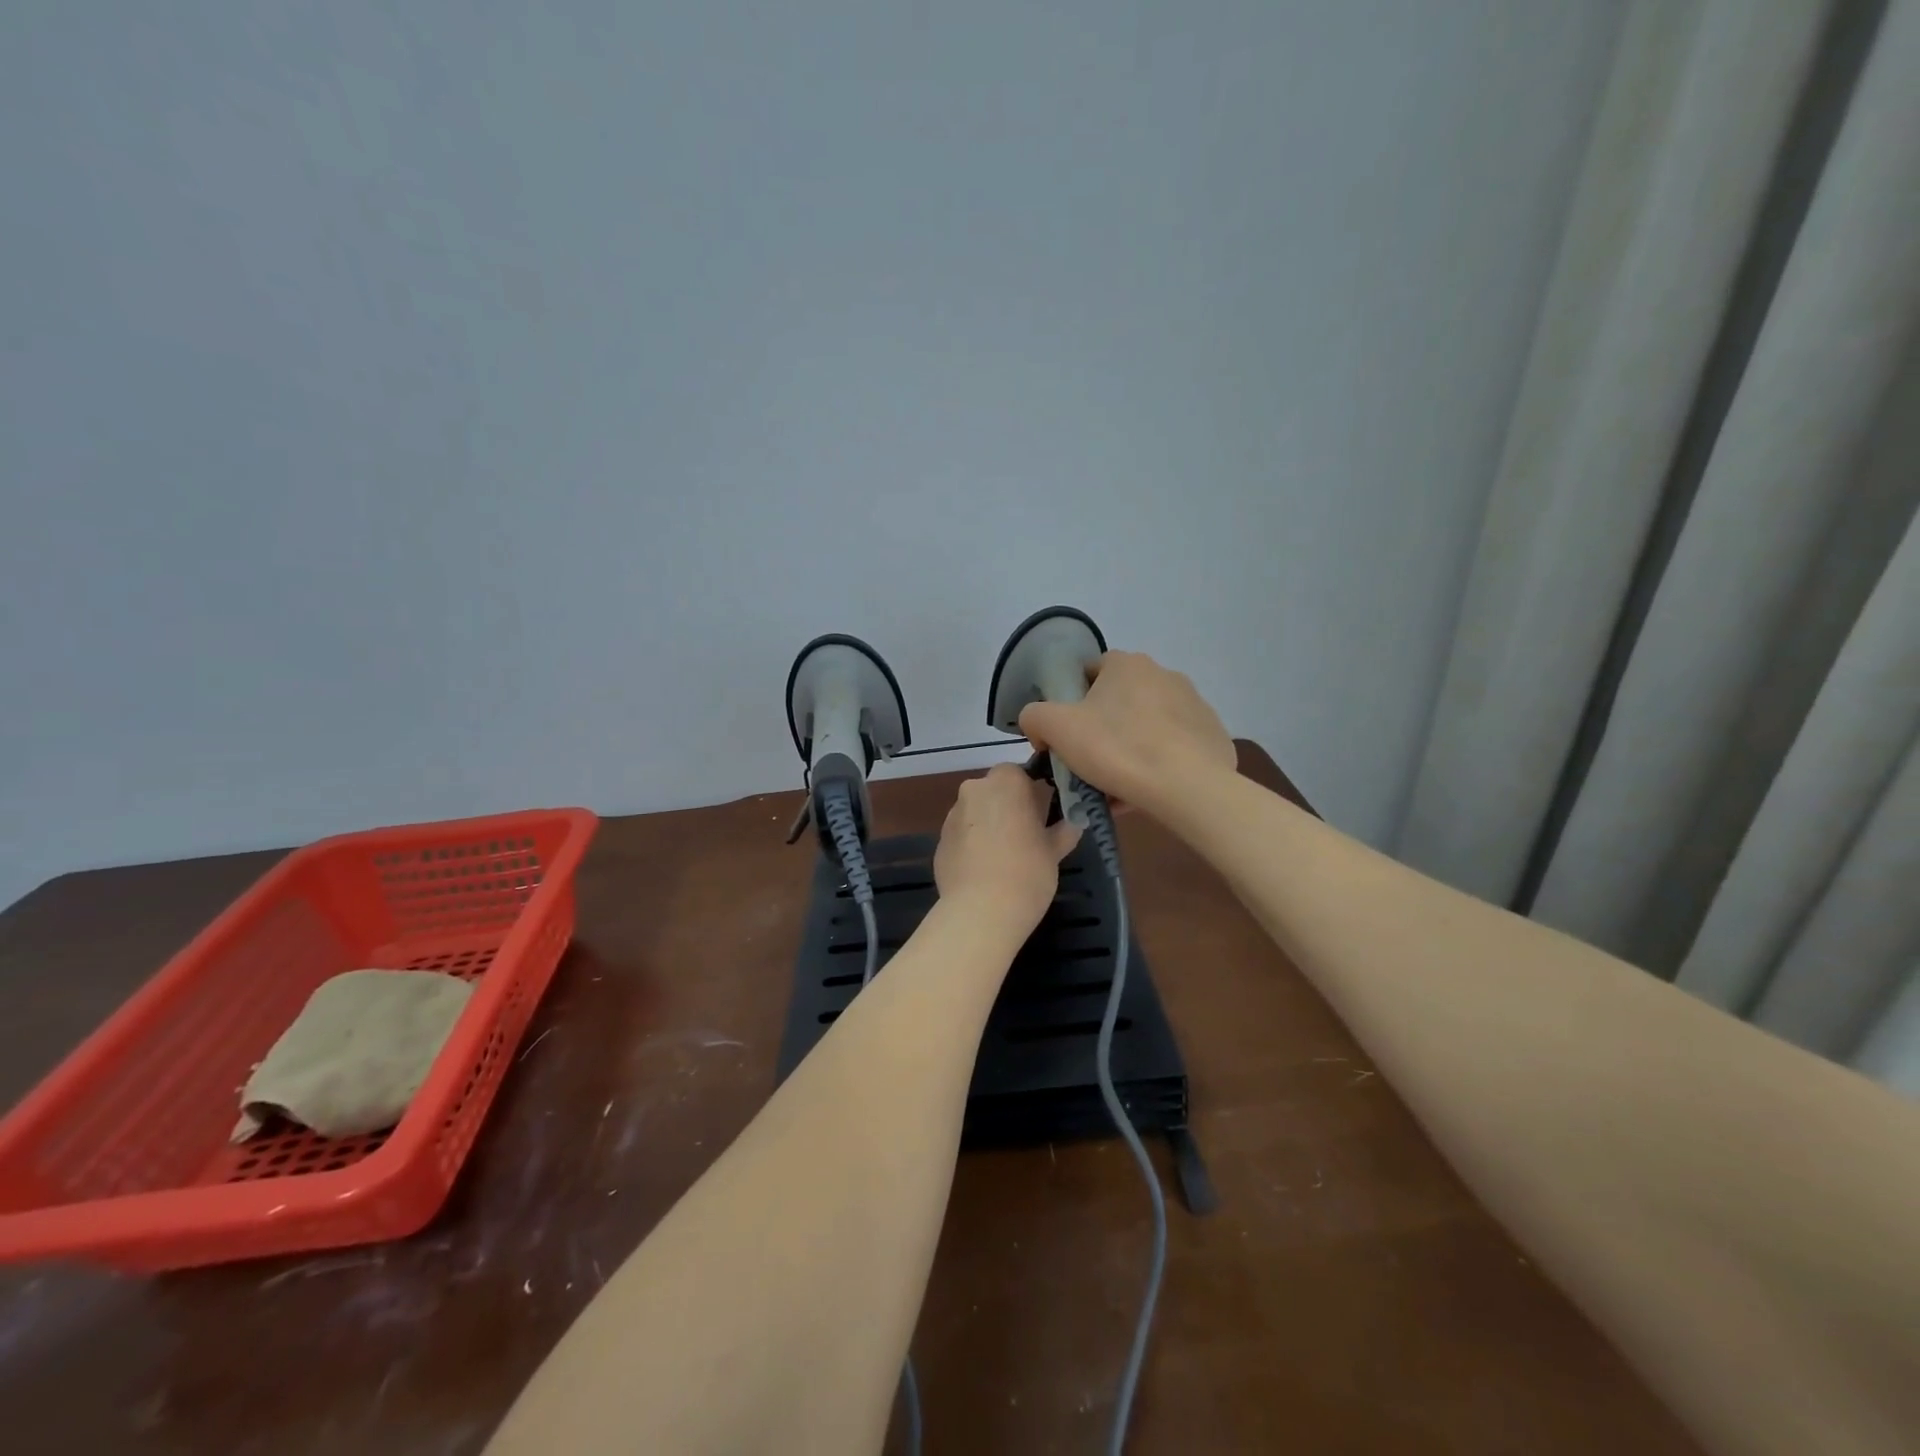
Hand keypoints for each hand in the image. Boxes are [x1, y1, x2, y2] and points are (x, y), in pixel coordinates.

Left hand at [934, 764, 1080, 932]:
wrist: (981, 911)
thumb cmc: (1028, 871)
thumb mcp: (1055, 850)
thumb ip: (1064, 829)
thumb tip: (1073, 822)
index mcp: (1006, 782)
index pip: (1020, 774)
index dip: (1031, 794)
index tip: (1042, 817)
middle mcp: (974, 789)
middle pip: (995, 792)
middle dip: (1008, 808)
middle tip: (1027, 837)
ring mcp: (952, 815)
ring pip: (976, 813)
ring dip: (989, 826)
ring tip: (1005, 859)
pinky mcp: (939, 841)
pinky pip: (962, 836)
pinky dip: (973, 846)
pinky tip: (985, 871)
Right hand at [1019, 651, 1235, 817]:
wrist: (1189, 787)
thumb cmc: (1117, 749)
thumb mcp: (1056, 728)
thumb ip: (1034, 716)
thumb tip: (1038, 724)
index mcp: (1127, 664)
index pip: (1089, 672)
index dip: (1070, 701)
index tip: (1064, 735)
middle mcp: (1164, 674)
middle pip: (1118, 701)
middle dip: (1101, 729)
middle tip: (1088, 764)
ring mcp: (1194, 704)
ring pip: (1146, 726)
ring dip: (1129, 748)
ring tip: (1116, 786)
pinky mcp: (1212, 735)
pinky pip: (1173, 747)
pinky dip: (1158, 763)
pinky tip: (1146, 791)